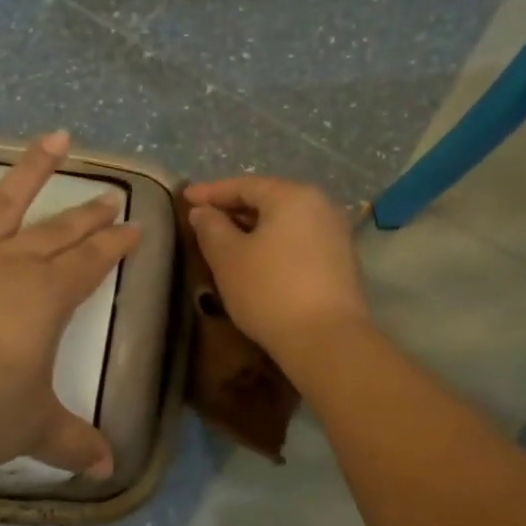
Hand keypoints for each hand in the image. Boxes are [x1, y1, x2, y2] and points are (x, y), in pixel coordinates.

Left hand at [0, 121, 138, 477]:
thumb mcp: (31, 430)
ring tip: (57, 137)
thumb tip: (108, 470)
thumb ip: (72, 443)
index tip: (135, 229)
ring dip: (33, 169)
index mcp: (46, 299)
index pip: (93, 264)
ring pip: (5, 201)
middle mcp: (10, 264)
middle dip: (88, 215)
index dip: (116, 246)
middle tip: (111, 197)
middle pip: (59, 232)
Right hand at [184, 176, 368, 359]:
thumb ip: (211, 228)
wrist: (327, 341)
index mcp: (293, 196)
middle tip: (203, 219)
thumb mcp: (228, 258)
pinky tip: (256, 261)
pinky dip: (273, 245)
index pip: (244, 185)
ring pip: (284, 222)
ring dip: (253, 229)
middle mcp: (321, 206)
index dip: (211, 192)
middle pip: (268, 200)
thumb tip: (203, 212)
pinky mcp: (341, 263)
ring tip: (225, 241)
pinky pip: (298, 242)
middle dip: (233, 209)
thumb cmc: (270, 291)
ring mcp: (335, 234)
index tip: (185, 197)